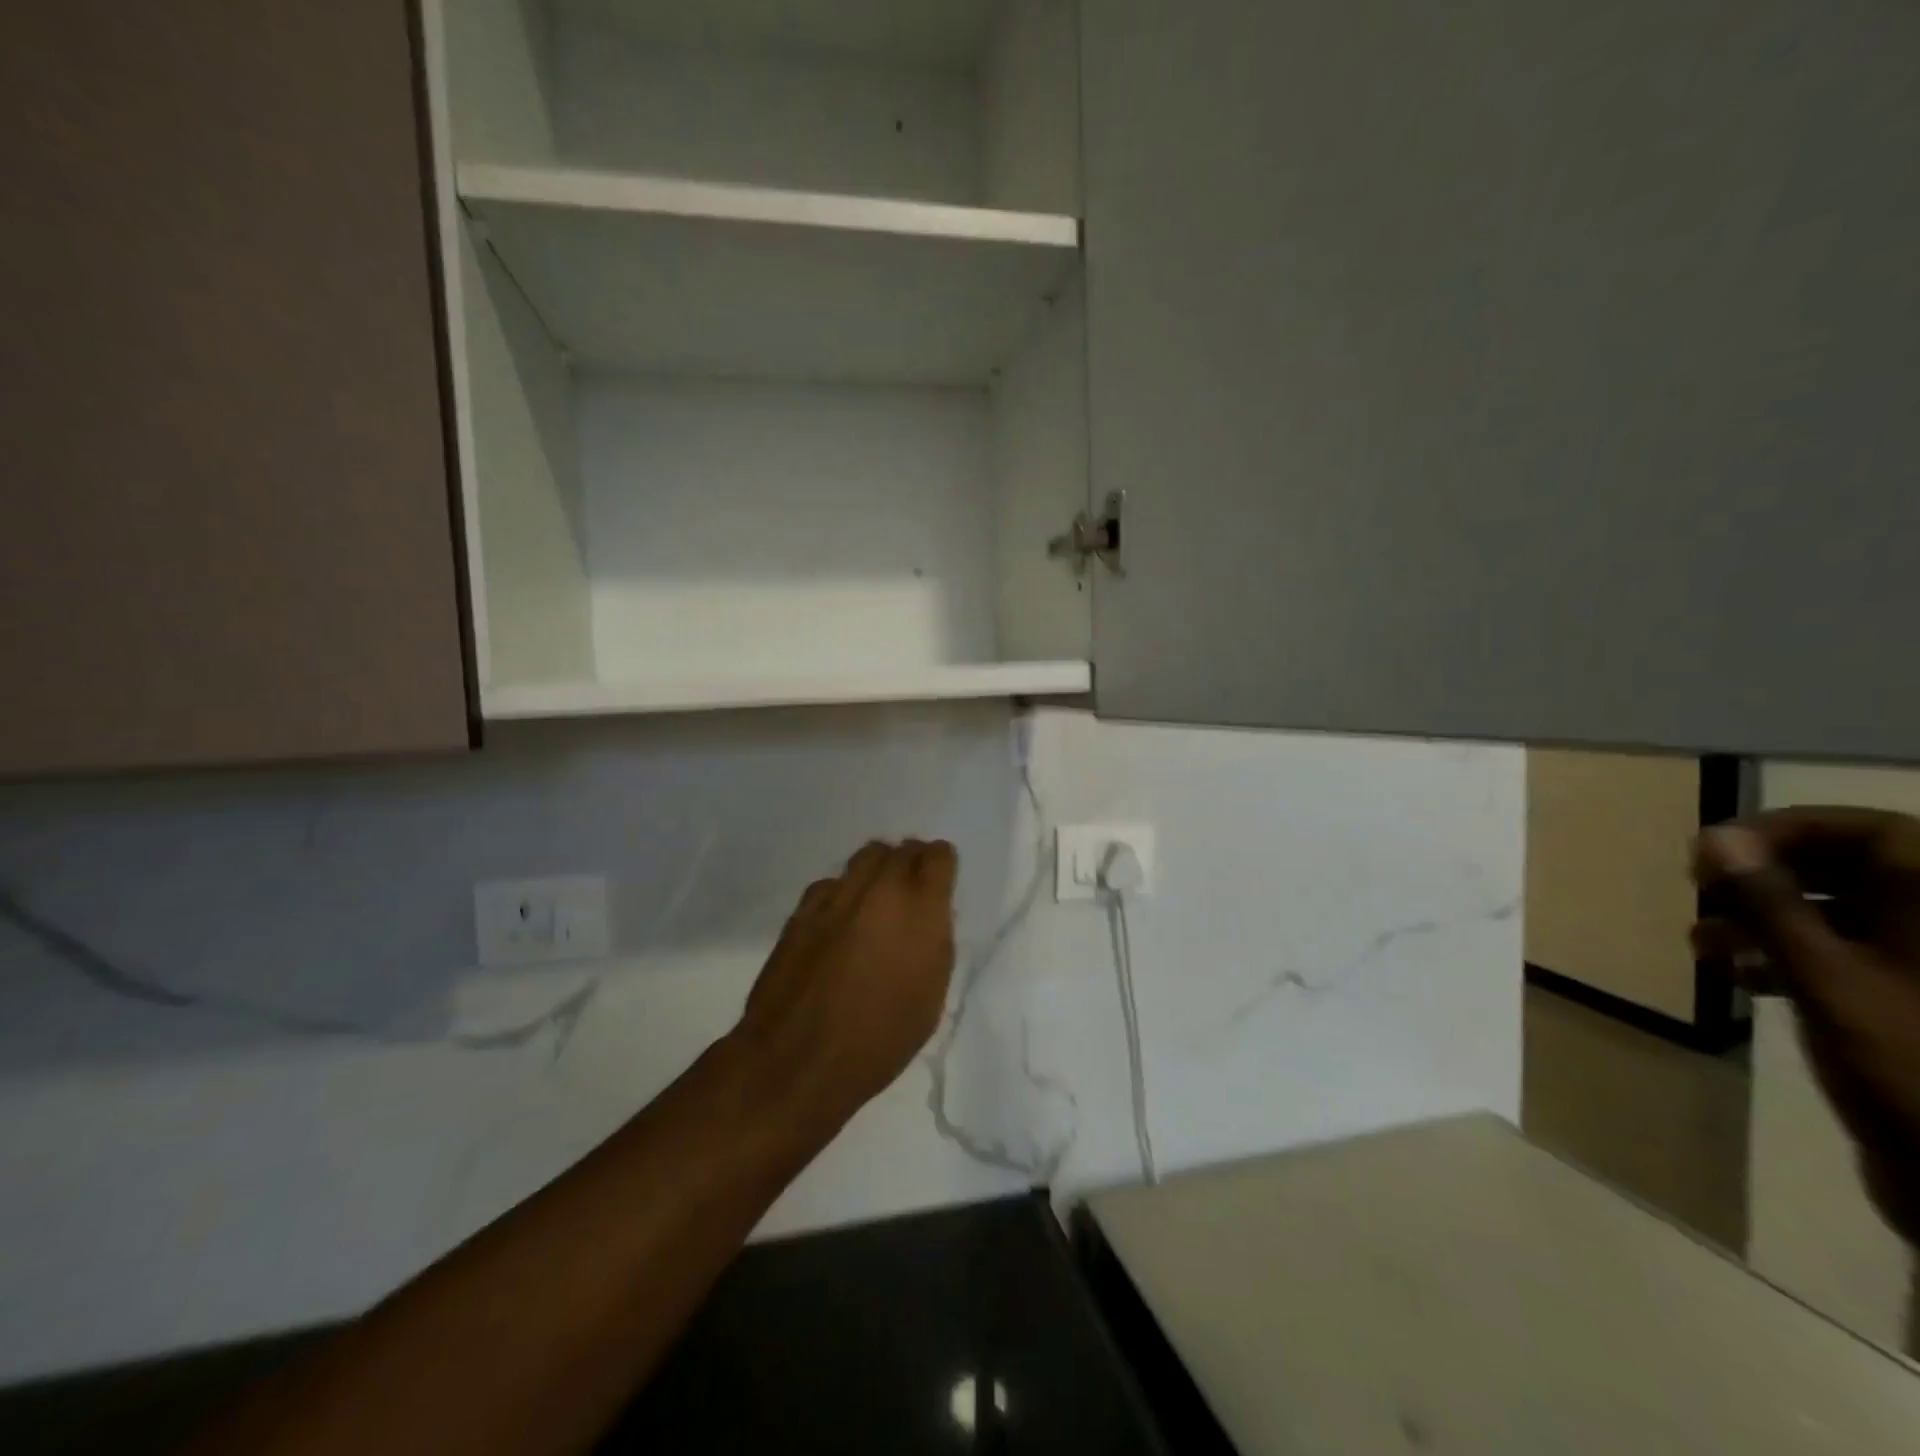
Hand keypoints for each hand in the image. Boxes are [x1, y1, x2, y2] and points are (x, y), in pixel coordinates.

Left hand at [734, 839, 957, 1136]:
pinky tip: (840, 918)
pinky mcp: (803, 910)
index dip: (941, 864)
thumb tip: (926, 918)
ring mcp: (837, 895)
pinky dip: (842, 892)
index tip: (940, 880)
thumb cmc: (880, 1039)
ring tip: (877, 897)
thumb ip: (933, 942)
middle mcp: (881, 889)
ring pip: (865, 857)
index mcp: (921, 909)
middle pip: (900, 850)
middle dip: (910, 862)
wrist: (800, 1058)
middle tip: (911, 887)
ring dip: (877, 870)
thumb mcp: (930, 994)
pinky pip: (831, 883)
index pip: (938, 856)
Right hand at [1695, 809, 1919, 1242]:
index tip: (1717, 848)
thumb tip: (1718, 836)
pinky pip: (1844, 955)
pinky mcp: (1909, 1003)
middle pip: (1852, 869)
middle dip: (1767, 876)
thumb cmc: (1906, 1061)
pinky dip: (1787, 956)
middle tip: (1702, 892)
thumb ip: (1768, 902)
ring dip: (1765, 919)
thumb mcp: (1824, 976)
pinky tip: (1738, 976)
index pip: (1872, 832)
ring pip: (1841, 913)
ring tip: (1704, 942)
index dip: (1791, 828)